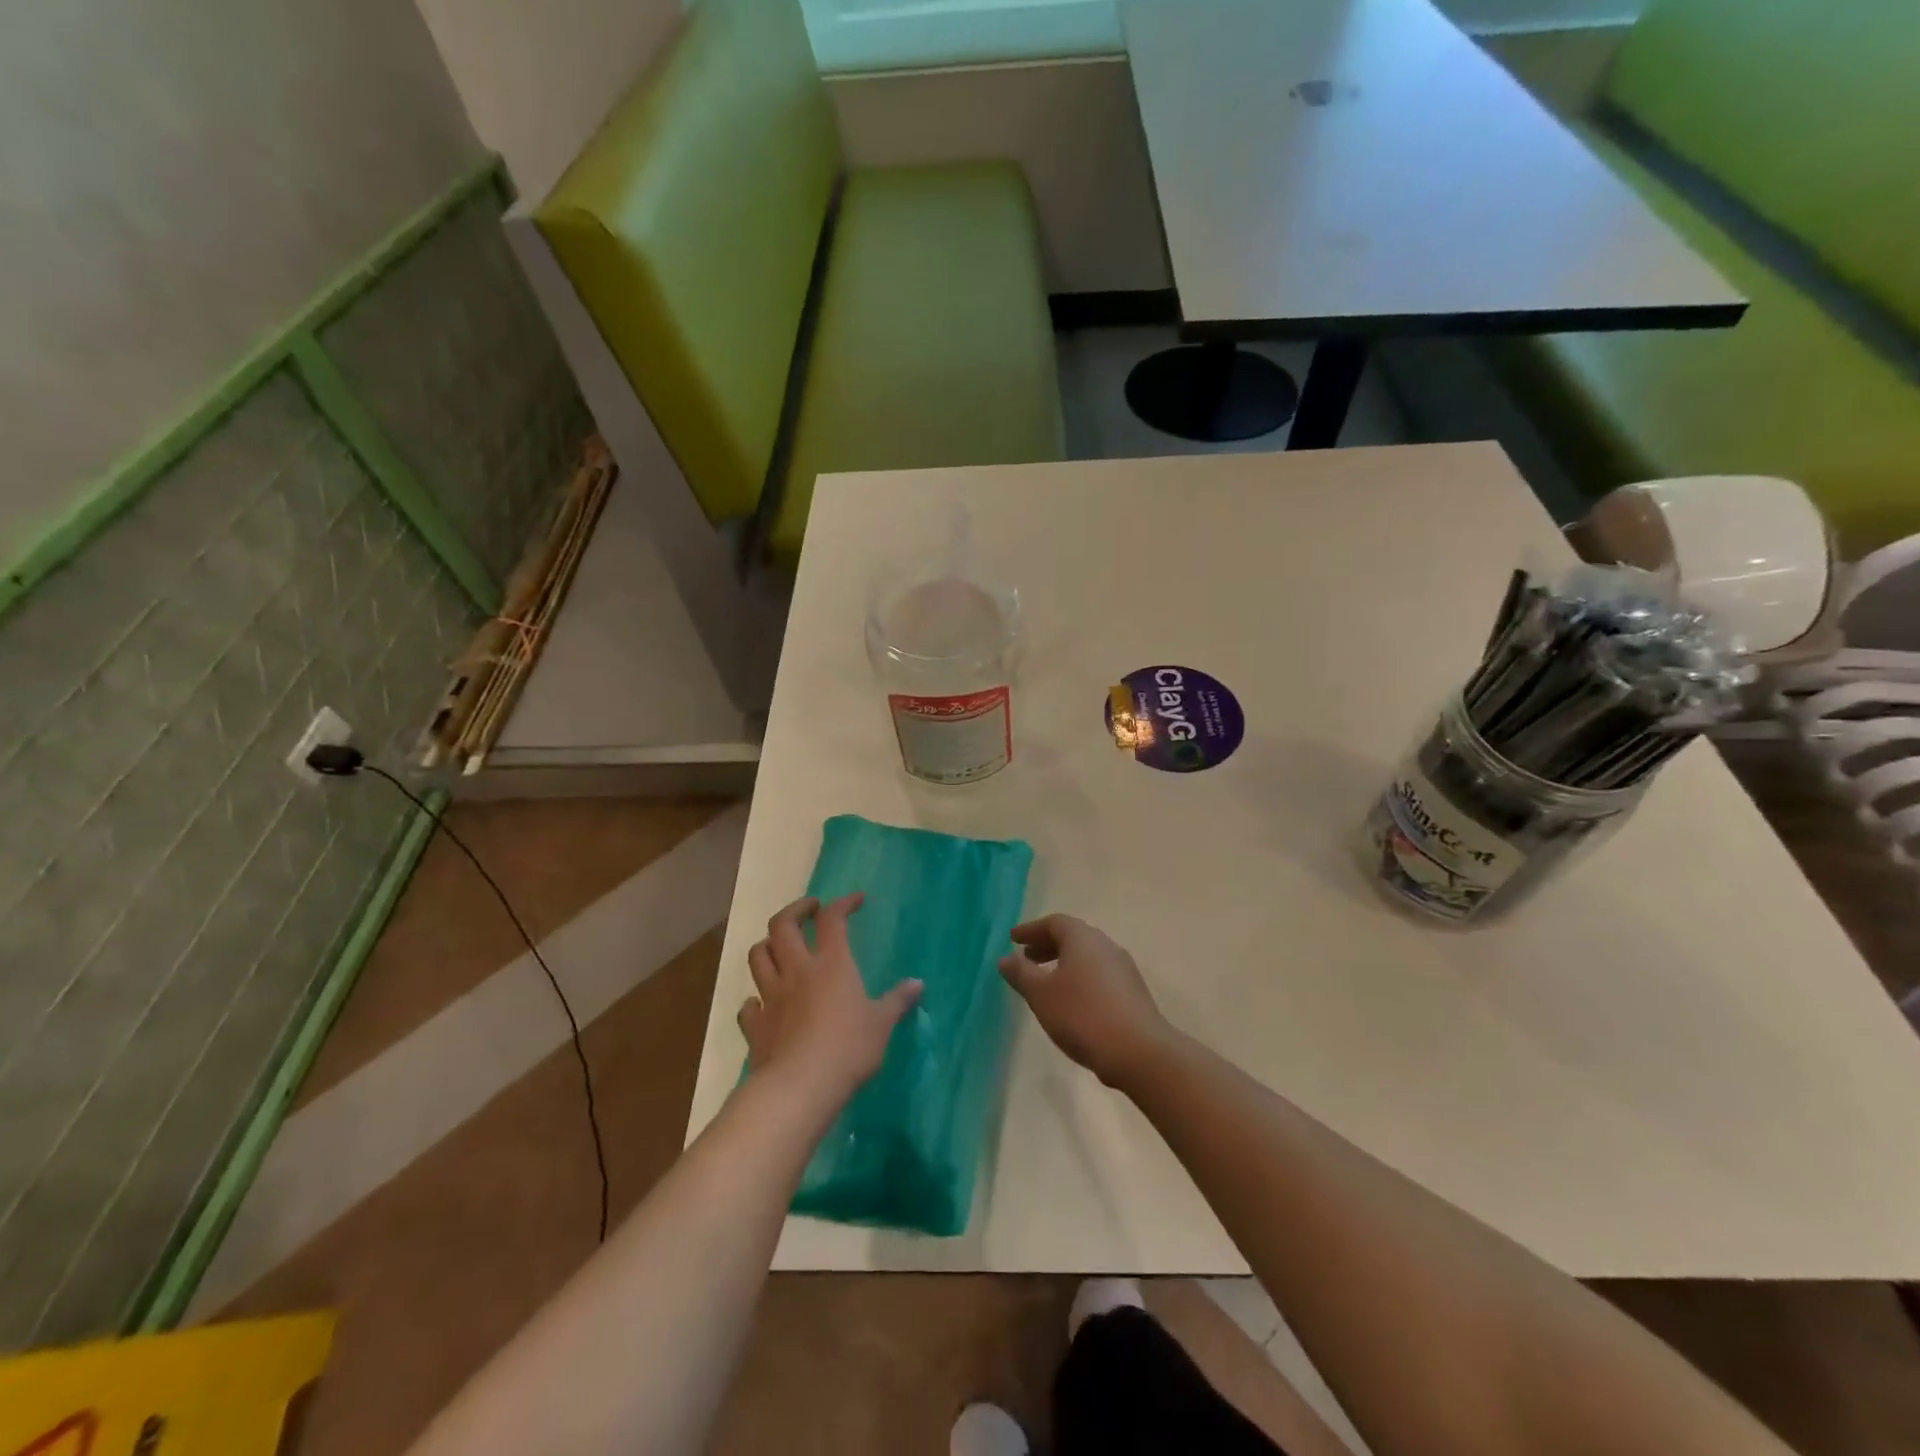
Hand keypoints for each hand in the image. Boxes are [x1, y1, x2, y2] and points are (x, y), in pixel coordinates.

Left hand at [738, 894, 921, 1112]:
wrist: (800, 1087)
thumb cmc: (848, 1049)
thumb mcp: (882, 1024)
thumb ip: (897, 1001)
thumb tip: (918, 984)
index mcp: (831, 964)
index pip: (832, 919)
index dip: (843, 903)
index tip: (856, 900)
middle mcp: (797, 971)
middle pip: (782, 925)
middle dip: (795, 910)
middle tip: (810, 910)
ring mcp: (771, 997)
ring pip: (758, 956)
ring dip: (767, 945)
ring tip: (780, 947)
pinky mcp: (755, 1025)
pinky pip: (748, 1005)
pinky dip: (754, 1000)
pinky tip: (763, 1004)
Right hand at [999, 915, 1171, 1088]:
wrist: (1139, 1052)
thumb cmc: (1082, 1015)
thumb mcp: (1041, 994)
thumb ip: (1021, 973)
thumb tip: (1006, 958)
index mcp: (1083, 938)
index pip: (1054, 922)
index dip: (1031, 930)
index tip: (1014, 940)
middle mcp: (1106, 946)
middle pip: (1072, 937)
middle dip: (1047, 946)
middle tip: (1026, 959)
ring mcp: (1123, 969)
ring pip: (1087, 957)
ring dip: (1063, 964)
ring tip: (1045, 983)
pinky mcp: (1132, 992)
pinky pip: (1099, 975)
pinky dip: (1079, 979)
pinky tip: (1071, 1002)